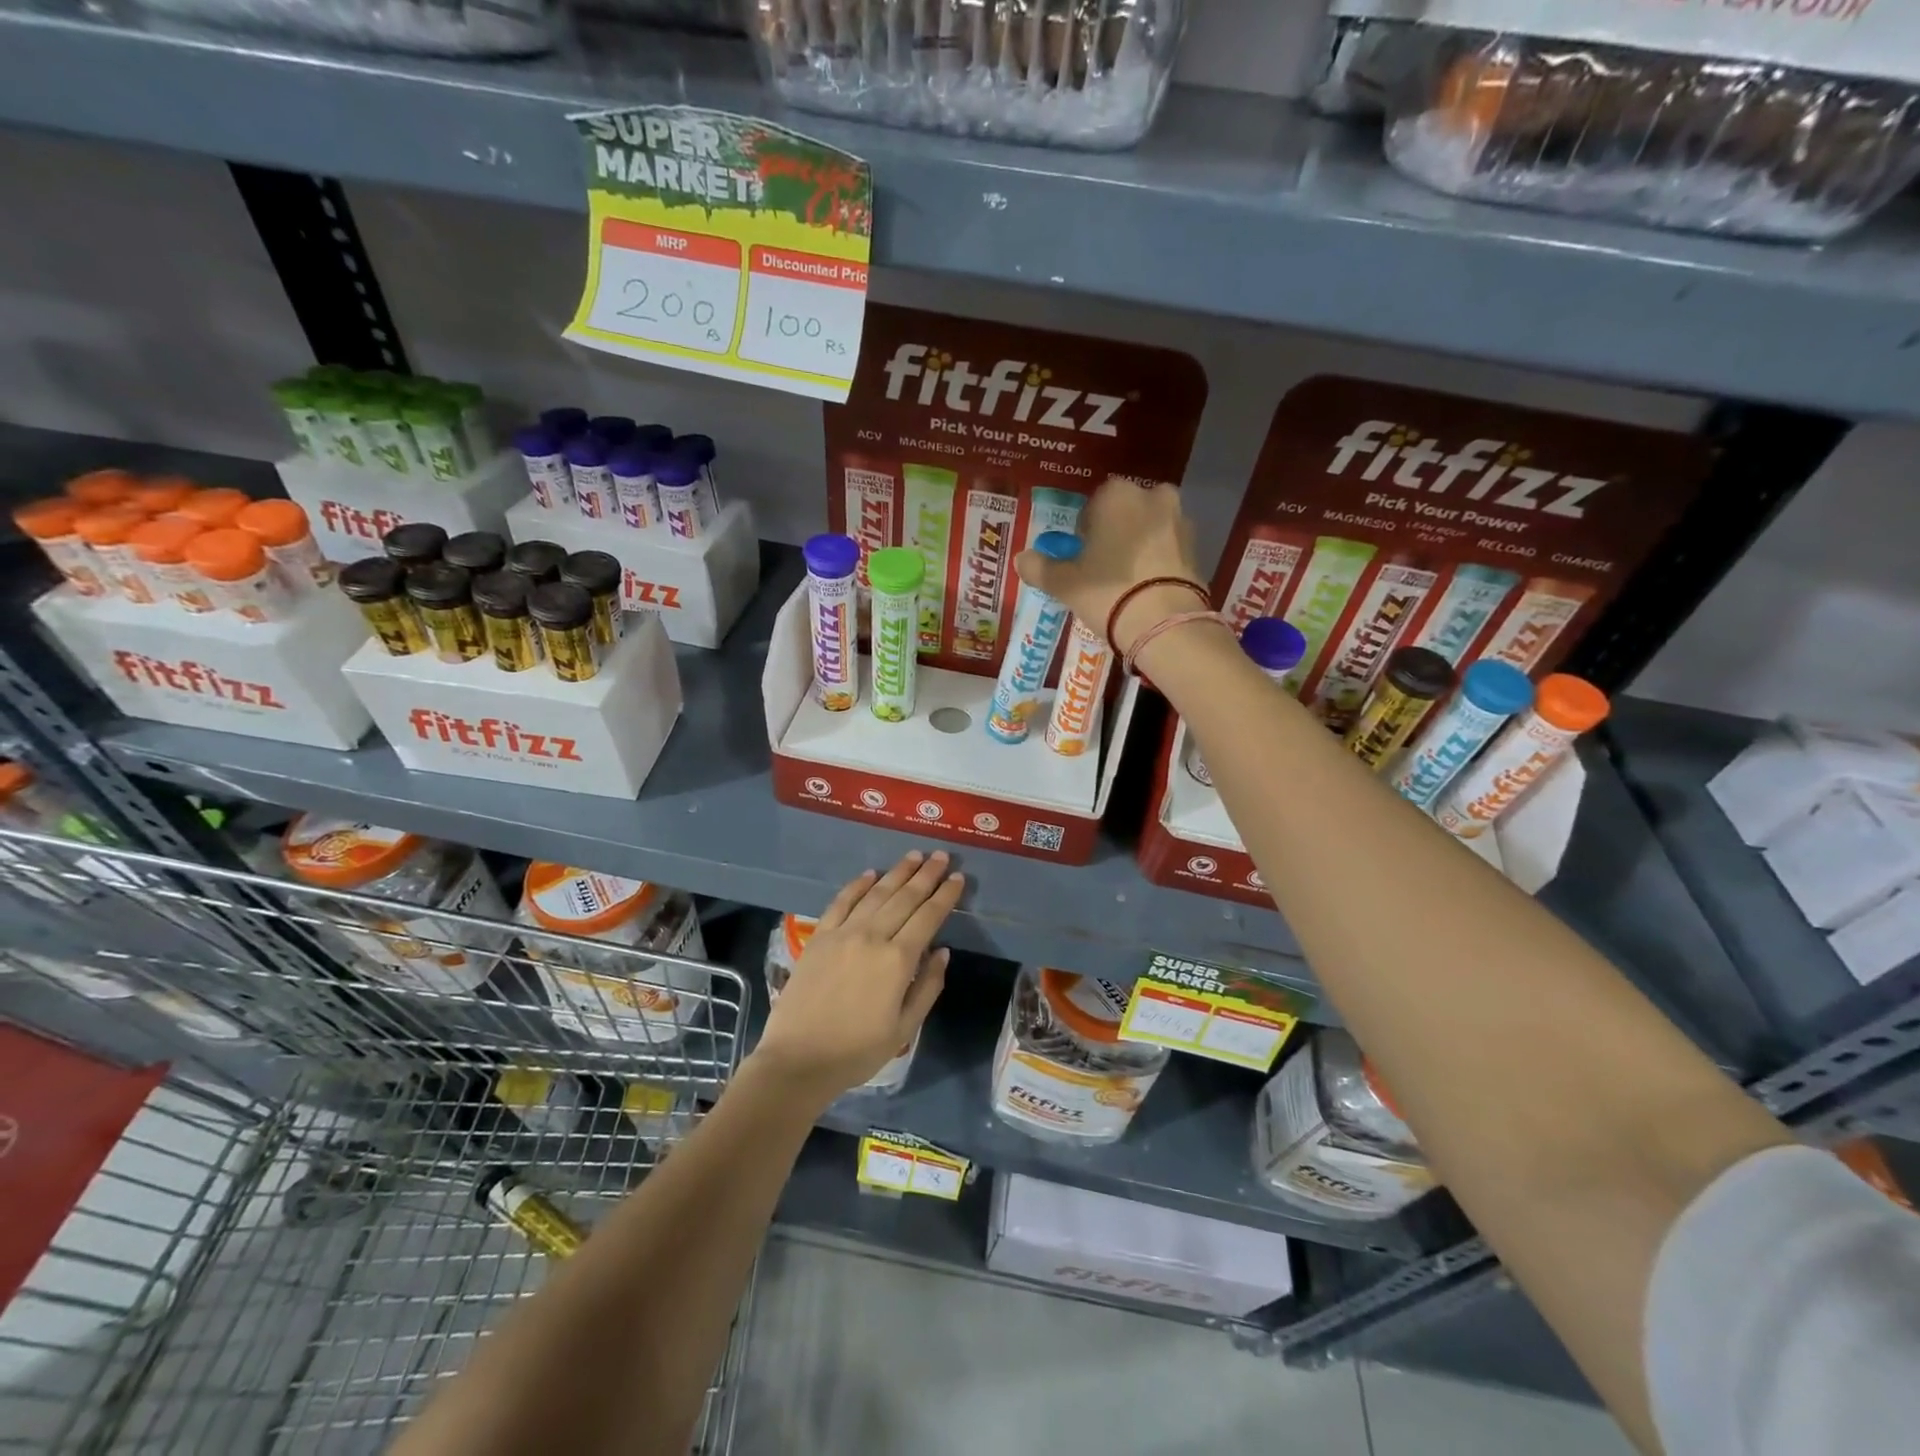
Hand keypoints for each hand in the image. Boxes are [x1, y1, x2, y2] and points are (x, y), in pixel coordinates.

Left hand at [751, 851, 963, 1104]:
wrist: (798, 1060)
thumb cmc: (857, 1052)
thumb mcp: (904, 1029)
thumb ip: (928, 987)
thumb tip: (942, 952)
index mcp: (898, 960)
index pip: (928, 917)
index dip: (945, 895)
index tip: (958, 877)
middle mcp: (872, 937)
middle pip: (905, 898)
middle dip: (926, 875)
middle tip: (941, 856)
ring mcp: (842, 933)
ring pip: (876, 894)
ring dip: (897, 873)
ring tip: (914, 856)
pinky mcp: (819, 937)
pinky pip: (841, 902)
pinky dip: (857, 886)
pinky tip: (871, 875)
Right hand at [1013, 475, 1206, 653]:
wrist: (1164, 623)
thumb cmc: (1107, 591)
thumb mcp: (1064, 583)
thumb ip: (1040, 567)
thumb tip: (1021, 559)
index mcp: (1117, 494)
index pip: (1093, 505)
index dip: (1084, 532)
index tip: (1080, 557)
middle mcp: (1153, 496)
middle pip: (1125, 514)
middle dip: (1115, 534)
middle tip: (1101, 569)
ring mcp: (1180, 521)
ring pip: (1149, 530)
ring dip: (1137, 547)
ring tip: (1125, 583)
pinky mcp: (1198, 549)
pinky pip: (1168, 550)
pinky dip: (1157, 563)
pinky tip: (1146, 589)